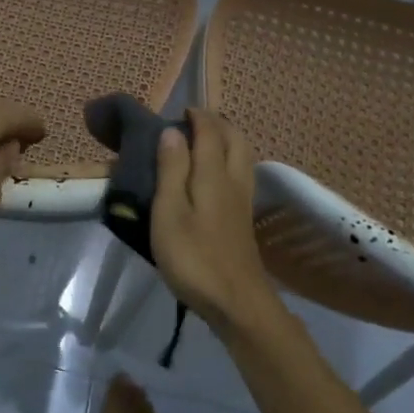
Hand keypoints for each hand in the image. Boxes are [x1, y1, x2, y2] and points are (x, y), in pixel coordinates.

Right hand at [151, 108, 282, 336]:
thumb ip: (171, 169)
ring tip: (204, 141)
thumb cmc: (194, 257)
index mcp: (214, 174)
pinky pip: (241, 173)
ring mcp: (243, 201)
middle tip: (192, 121)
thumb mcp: (170, 212)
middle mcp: (234, 180)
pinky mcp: (243, 219)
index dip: (197, 116)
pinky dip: (229, 160)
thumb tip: (172, 131)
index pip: (210, 132)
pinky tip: (214, 175)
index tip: (178, 109)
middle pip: (235, 138)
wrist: (237, 303)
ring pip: (242, 156)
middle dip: (216, 123)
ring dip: (226, 139)